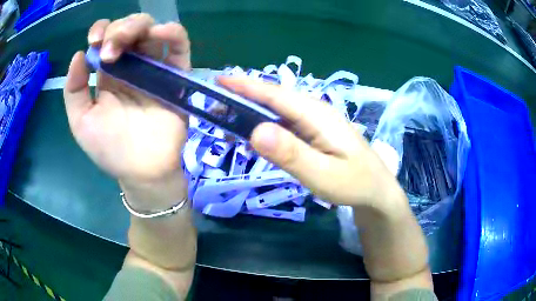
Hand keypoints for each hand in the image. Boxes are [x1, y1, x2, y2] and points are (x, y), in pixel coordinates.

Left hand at [63, 14, 190, 184]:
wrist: (143, 170)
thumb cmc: (110, 149)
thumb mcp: (81, 122)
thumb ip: (74, 90)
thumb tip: (79, 54)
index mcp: (108, 73)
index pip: (106, 38)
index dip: (101, 30)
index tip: (95, 41)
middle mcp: (130, 64)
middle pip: (129, 27)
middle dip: (118, 29)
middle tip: (109, 52)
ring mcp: (154, 67)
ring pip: (152, 29)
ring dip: (139, 26)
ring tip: (129, 43)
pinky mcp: (175, 74)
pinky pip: (179, 45)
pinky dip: (172, 32)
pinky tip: (160, 33)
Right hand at [218, 77, 406, 212]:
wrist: (376, 189)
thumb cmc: (354, 183)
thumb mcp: (323, 175)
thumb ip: (292, 154)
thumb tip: (256, 131)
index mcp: (317, 116)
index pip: (276, 95)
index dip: (246, 86)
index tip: (220, 81)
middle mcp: (315, 112)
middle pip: (274, 99)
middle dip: (243, 96)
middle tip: (214, 103)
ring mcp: (315, 121)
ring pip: (278, 110)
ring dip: (251, 111)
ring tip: (226, 118)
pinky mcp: (314, 132)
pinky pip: (285, 123)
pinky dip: (265, 124)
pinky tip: (253, 132)